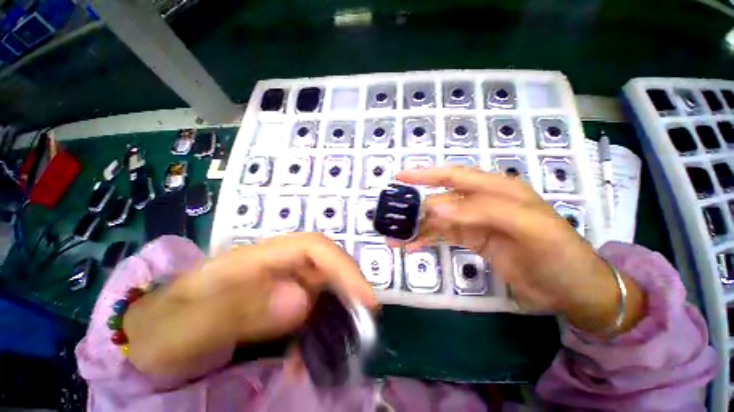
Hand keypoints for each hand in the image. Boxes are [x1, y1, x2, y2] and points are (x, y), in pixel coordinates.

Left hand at [124, 233, 375, 376]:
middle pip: (326, 266)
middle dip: (350, 290)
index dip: (343, 266)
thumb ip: (238, 309)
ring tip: (341, 346)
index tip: (365, 298)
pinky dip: (320, 330)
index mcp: (258, 259)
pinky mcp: (280, 303)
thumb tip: (300, 301)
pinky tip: (309, 357)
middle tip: (364, 325)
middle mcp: (277, 266)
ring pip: (324, 288)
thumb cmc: (162, 327)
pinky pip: (312, 309)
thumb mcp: (186, 323)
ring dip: (338, 312)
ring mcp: (280, 284)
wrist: (149, 337)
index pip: (314, 248)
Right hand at [392, 167, 644, 335]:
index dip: (426, 174)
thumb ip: (481, 211)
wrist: (573, 291)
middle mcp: (482, 202)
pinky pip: (444, 236)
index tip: (400, 177)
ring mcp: (475, 223)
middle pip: (441, 200)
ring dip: (417, 228)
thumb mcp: (527, 227)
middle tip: (392, 220)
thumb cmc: (559, 254)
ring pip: (439, 220)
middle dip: (416, 209)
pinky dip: (427, 240)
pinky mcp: (473, 241)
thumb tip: (435, 207)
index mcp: (497, 189)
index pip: (455, 176)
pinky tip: (412, 247)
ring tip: (395, 239)